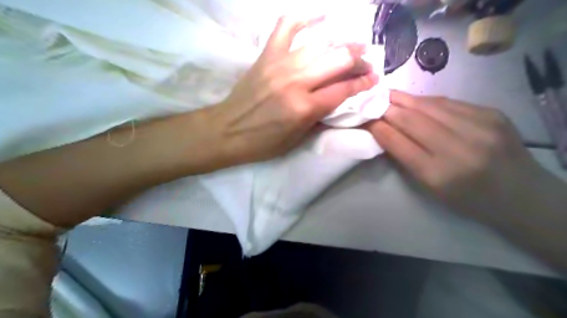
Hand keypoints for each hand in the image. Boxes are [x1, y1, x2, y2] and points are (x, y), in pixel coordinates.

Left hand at [208, 17, 375, 165]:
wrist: (227, 130)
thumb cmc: (263, 142)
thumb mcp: (297, 139)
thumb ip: (321, 118)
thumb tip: (340, 100)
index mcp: (304, 108)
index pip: (344, 89)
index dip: (363, 83)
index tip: (374, 79)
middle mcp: (296, 81)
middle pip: (338, 59)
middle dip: (359, 60)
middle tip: (366, 62)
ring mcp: (280, 63)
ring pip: (320, 43)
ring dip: (342, 42)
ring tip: (352, 46)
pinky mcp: (266, 55)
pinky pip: (287, 25)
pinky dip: (305, 17)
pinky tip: (321, 17)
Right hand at [368, 90, 539, 221]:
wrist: (522, 194)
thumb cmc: (468, 199)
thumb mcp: (430, 188)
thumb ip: (406, 159)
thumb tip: (384, 131)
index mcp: (439, 174)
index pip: (398, 142)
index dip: (377, 127)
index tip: (363, 118)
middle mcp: (459, 148)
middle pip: (411, 120)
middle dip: (386, 108)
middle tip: (370, 100)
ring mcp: (479, 127)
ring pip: (428, 105)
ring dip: (403, 99)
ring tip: (387, 95)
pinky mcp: (492, 113)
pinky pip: (448, 102)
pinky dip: (426, 101)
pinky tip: (415, 101)